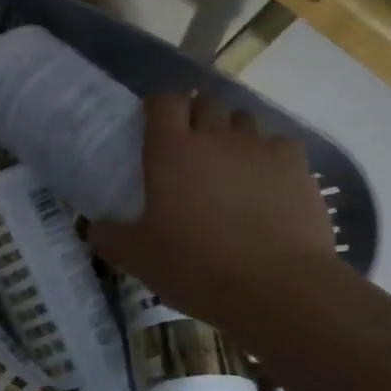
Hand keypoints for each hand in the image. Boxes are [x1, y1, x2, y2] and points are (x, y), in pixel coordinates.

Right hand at [90, 93, 333, 328]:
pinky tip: (268, 180)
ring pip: (244, 120)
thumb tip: (94, 228)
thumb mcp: (139, 259)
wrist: (278, 288)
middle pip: (206, 103)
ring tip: (230, 162)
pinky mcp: (297, 167)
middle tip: (191, 146)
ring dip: (233, 132)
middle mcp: (215, 137)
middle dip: (197, 116)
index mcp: (171, 150)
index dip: (159, 107)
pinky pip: (281, 145)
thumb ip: (110, 238)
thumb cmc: (197, 267)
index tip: (155, 124)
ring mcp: (260, 148)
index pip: (164, 102)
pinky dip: (271, 155)